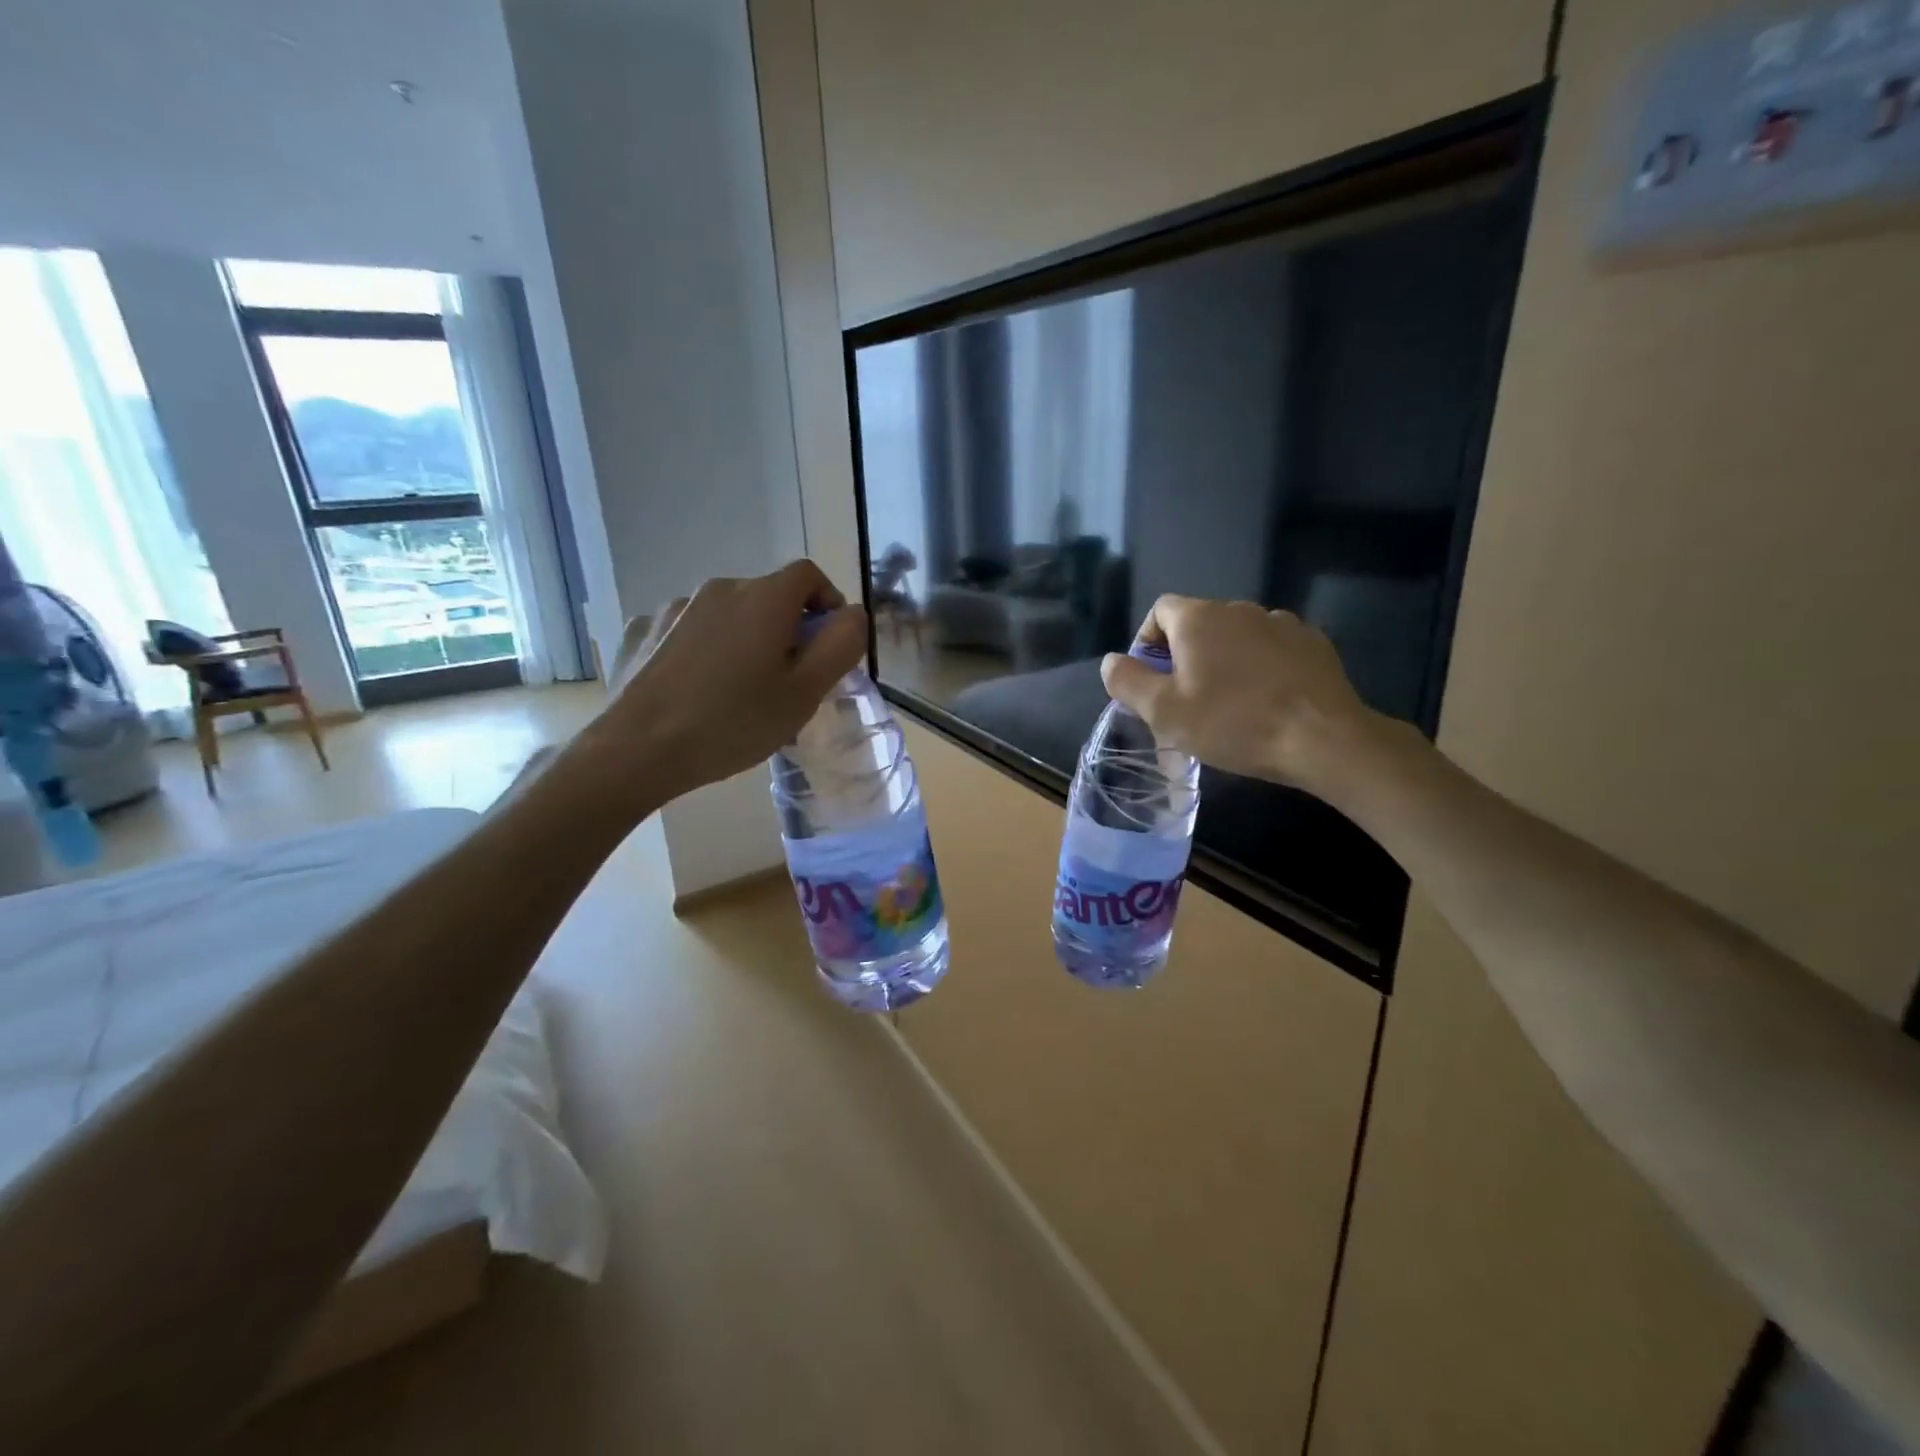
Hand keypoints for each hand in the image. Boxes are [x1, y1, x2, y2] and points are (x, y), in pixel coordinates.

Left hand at [574, 560, 866, 814]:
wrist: (638, 749)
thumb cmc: (734, 722)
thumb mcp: (804, 693)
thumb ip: (840, 646)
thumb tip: (853, 614)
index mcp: (763, 598)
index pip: (808, 575)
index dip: (826, 602)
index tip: (826, 646)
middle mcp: (719, 589)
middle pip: (766, 596)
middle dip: (785, 629)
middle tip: (785, 682)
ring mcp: (674, 607)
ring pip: (726, 615)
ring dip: (742, 640)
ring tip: (735, 692)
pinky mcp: (642, 630)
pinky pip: (687, 630)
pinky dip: (702, 649)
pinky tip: (694, 688)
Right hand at [1099, 595, 1379, 791]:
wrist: (1322, 738)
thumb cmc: (1232, 723)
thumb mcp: (1164, 712)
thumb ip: (1128, 681)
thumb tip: (1111, 661)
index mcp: (1198, 618)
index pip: (1159, 610)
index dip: (1147, 642)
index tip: (1151, 680)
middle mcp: (1239, 608)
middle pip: (1198, 623)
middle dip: (1185, 655)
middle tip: (1186, 699)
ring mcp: (1281, 622)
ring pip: (1237, 636)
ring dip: (1224, 660)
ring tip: (1230, 702)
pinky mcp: (1312, 643)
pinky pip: (1272, 648)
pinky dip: (1261, 666)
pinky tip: (1267, 700)